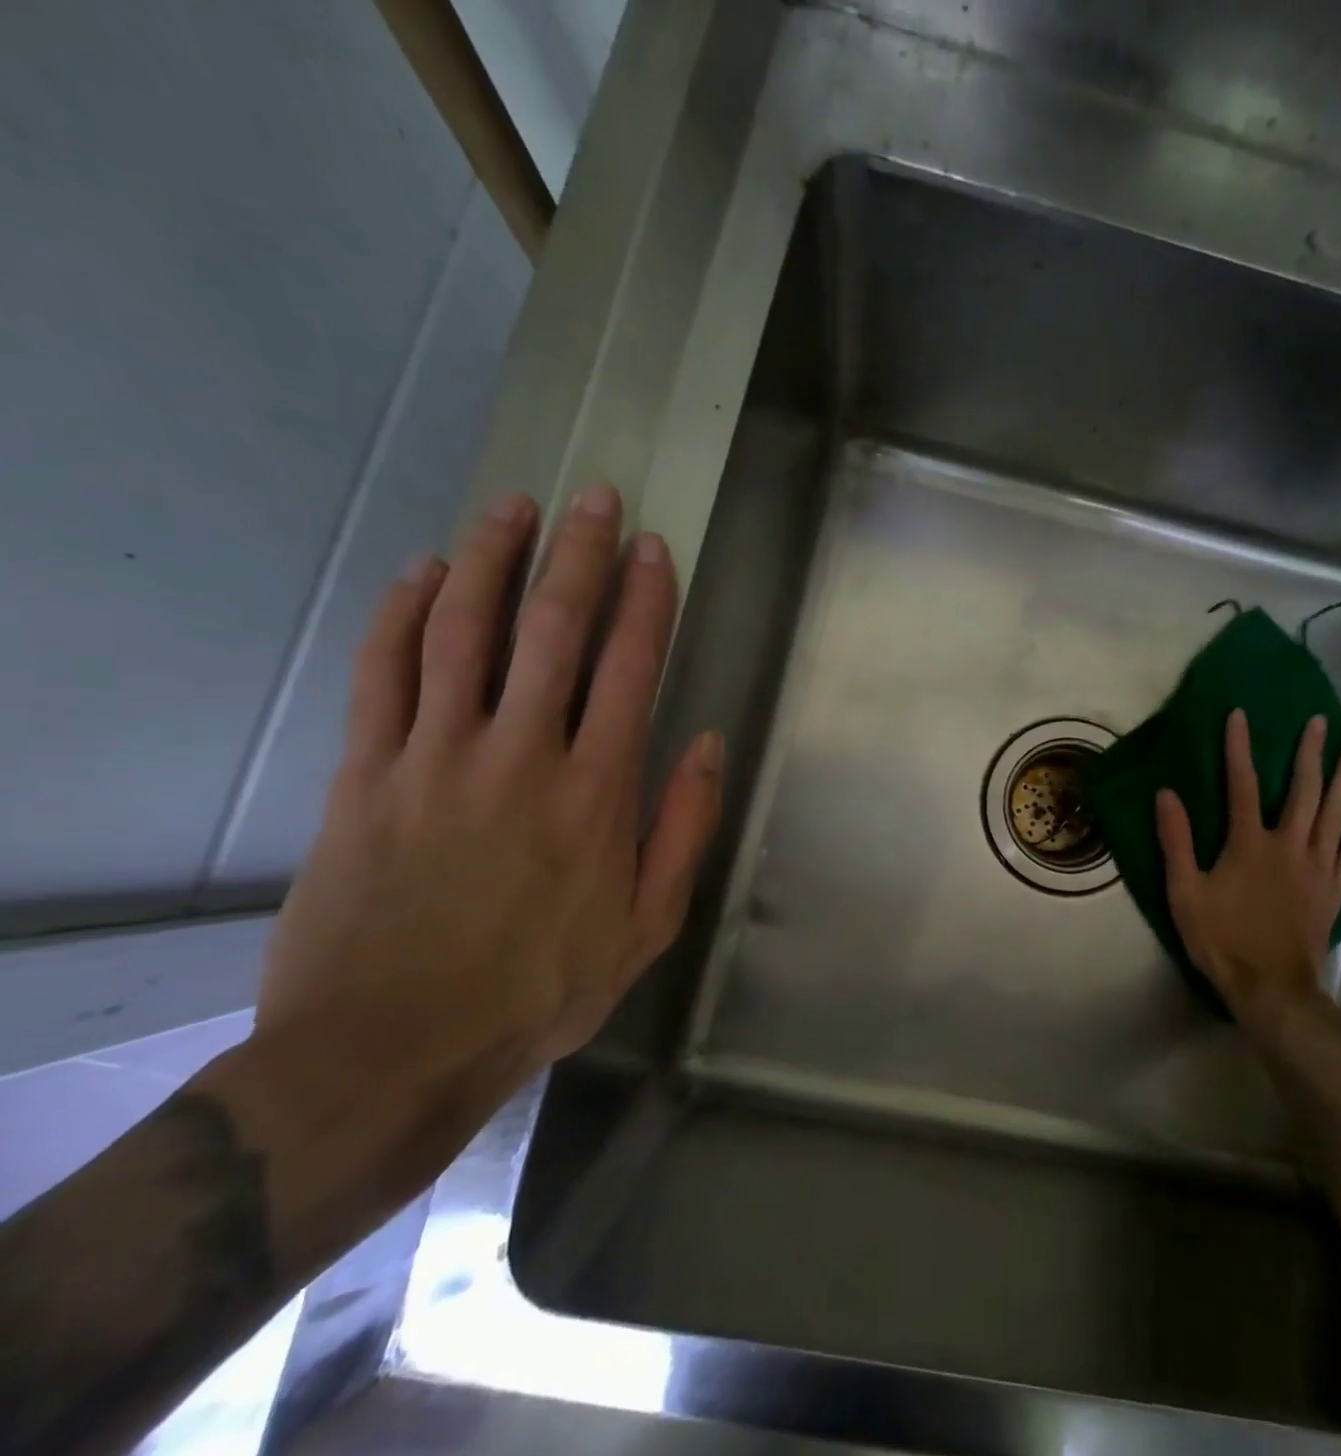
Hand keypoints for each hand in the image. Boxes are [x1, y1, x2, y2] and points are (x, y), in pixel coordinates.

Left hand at [250, 484, 721, 1173]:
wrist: (393, 1050)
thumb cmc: (541, 989)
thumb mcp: (648, 924)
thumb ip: (682, 827)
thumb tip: (706, 743)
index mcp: (596, 791)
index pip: (631, 667)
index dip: (647, 600)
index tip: (654, 549)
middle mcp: (521, 754)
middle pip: (553, 630)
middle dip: (579, 554)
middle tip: (593, 496)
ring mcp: (435, 756)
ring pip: (463, 631)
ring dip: (490, 559)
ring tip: (513, 506)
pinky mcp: (366, 773)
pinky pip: (383, 673)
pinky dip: (401, 614)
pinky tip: (419, 573)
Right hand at [1155, 711, 1340, 1048]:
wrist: (1272, 989)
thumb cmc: (1222, 939)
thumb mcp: (1185, 893)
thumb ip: (1176, 842)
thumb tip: (1166, 795)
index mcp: (1250, 844)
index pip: (1243, 785)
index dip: (1239, 748)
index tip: (1240, 715)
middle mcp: (1290, 846)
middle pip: (1305, 791)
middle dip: (1310, 754)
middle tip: (1320, 723)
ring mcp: (1319, 868)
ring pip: (1337, 815)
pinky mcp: (1335, 890)